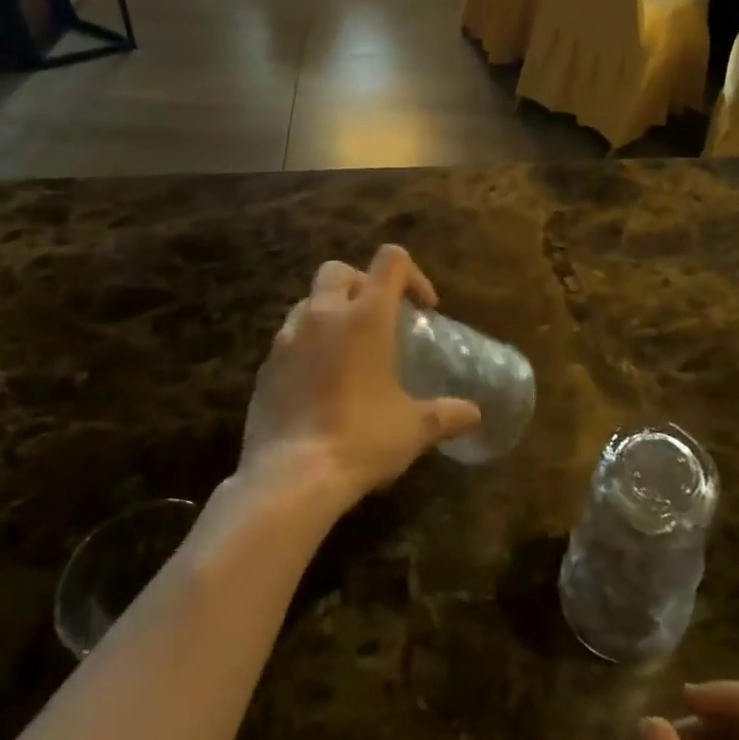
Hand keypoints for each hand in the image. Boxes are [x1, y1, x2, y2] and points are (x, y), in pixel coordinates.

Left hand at [239, 245, 481, 508]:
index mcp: (365, 316)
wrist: (289, 479)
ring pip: (308, 302)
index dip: (412, 275)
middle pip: (339, 270)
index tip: (423, 308)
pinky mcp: (265, 368)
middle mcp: (323, 315)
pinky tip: (320, 382)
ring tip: (347, 349)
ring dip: (330, 313)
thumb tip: (473, 414)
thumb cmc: (361, 440)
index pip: (390, 260)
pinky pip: (288, 340)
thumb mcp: (413, 429)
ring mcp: (287, 339)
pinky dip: (307, 346)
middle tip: (379, 318)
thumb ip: (445, 414)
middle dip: (362, 284)